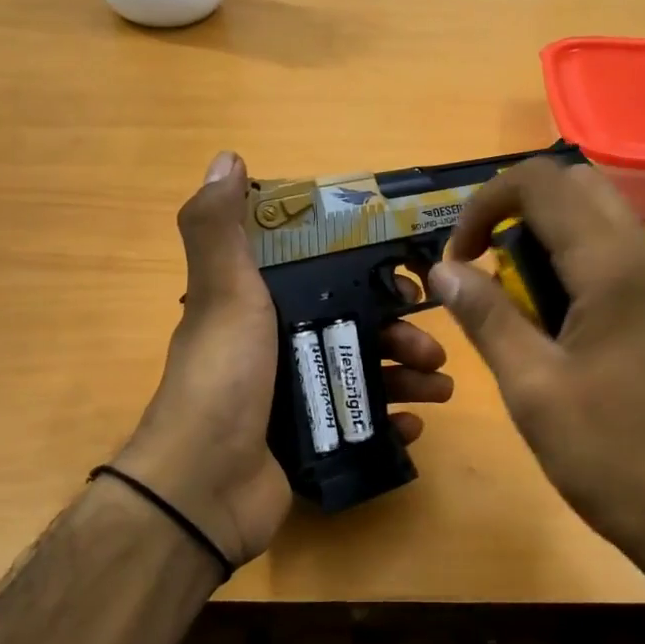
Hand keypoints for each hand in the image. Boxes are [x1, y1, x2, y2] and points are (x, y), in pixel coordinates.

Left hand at [117, 151, 453, 566]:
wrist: (204, 486)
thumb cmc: (224, 376)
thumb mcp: (223, 292)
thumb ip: (220, 228)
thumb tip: (227, 157)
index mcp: (257, 309)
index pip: (324, 280)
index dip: (368, 277)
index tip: (409, 280)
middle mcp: (275, 350)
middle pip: (353, 330)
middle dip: (400, 334)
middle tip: (433, 348)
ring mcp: (292, 401)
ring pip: (362, 376)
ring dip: (406, 376)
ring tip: (440, 386)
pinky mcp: (308, 445)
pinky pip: (360, 426)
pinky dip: (390, 422)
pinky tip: (414, 424)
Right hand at [429, 157, 644, 580]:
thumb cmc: (613, 456)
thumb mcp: (533, 388)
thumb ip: (486, 317)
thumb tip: (442, 269)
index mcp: (613, 266)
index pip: (540, 182)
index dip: (485, 204)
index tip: (459, 258)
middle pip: (574, 185)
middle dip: (517, 211)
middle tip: (486, 268)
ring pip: (596, 217)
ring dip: (545, 236)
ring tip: (515, 299)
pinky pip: (614, 254)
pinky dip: (572, 263)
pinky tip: (555, 322)